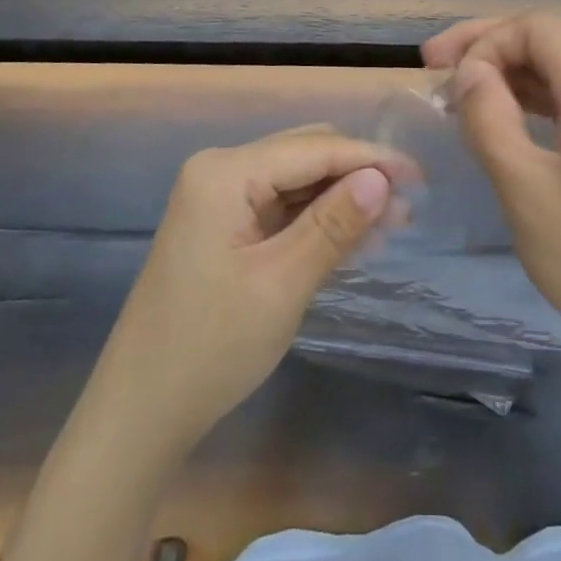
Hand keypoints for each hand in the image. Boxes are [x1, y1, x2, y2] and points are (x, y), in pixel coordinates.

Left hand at [96, 125, 408, 452]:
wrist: (140, 412)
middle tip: (409, 206)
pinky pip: (281, 207)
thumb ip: (334, 224)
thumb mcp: (282, 283)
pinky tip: (355, 238)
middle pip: (305, 155)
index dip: (370, 158)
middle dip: (358, 175)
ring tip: (394, 224)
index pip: (313, 148)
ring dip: (342, 198)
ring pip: (297, 181)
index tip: (421, 176)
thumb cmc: (211, 347)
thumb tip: (383, 178)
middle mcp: (220, 171)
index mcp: (225, 172)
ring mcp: (219, 198)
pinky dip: (317, 219)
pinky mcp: (223, 226)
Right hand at [422, 13, 560, 375]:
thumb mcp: (524, 188)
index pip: (536, 28)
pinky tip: (493, 117)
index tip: (450, 80)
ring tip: (452, 92)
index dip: (486, 40)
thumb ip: (490, 117)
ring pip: (552, 69)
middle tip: (432, 64)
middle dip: (487, 46)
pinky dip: (524, 99)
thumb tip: (469, 71)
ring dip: (502, 72)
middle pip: (545, 41)